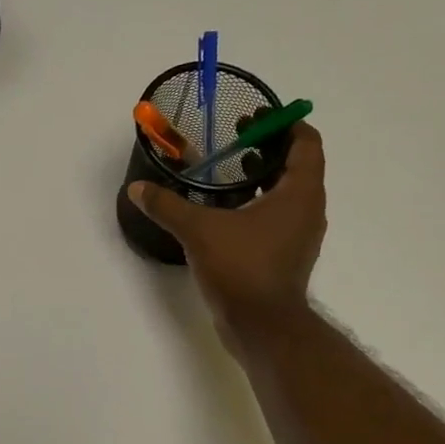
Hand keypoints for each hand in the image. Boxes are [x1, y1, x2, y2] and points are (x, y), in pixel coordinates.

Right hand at [129, 122, 326, 338]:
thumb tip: (137, 189)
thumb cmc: (241, 268)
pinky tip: (226, 213)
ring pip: (286, 194)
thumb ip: (168, 206)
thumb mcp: (199, 231)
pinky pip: (276, 219)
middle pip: (296, 165)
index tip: (256, 116)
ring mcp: (299, 237)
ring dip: (262, 179)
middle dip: (266, 148)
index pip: (306, 142)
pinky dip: (258, 207)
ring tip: (227, 173)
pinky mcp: (286, 258)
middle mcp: (307, 210)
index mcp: (299, 193)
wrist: (261, 327)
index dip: (284, 123)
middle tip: (234, 139)